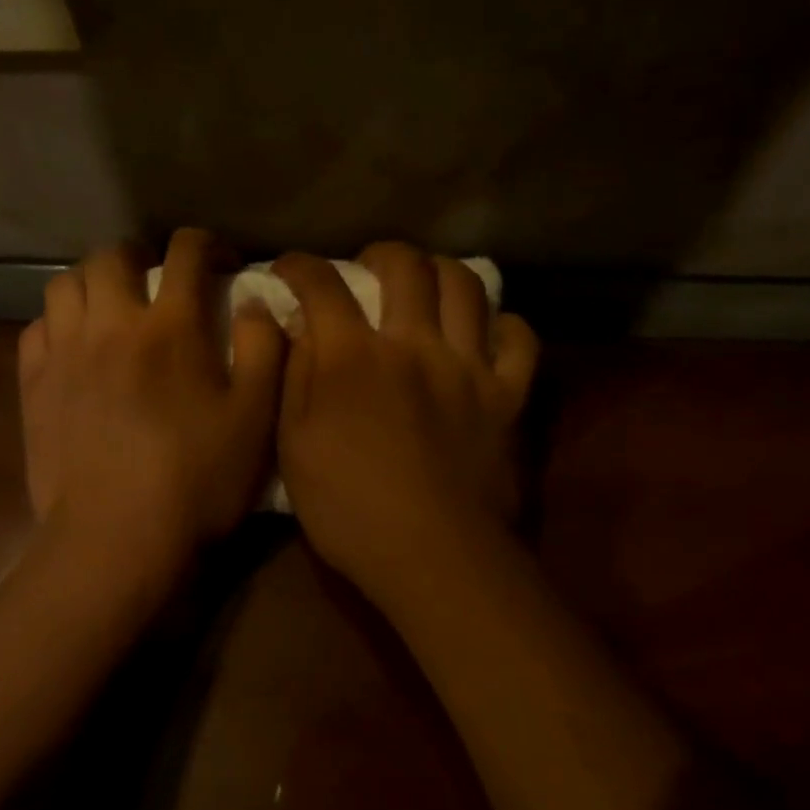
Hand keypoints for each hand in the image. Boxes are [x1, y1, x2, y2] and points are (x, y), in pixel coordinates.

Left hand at [19, 229, 284, 590]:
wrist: (117, 539)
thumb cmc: (197, 482)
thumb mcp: (256, 419)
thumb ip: (263, 350)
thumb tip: (255, 302)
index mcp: (170, 327)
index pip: (186, 253)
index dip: (207, 244)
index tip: (220, 261)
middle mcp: (110, 324)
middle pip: (112, 256)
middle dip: (139, 256)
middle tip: (156, 281)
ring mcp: (63, 354)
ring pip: (64, 285)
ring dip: (92, 283)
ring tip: (111, 307)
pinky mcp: (33, 386)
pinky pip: (36, 328)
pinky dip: (57, 323)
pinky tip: (74, 347)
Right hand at [274, 243, 538, 606]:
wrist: (433, 554)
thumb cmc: (349, 510)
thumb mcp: (294, 448)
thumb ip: (294, 378)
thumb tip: (297, 327)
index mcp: (353, 357)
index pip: (323, 285)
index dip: (301, 266)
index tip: (290, 267)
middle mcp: (414, 344)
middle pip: (406, 267)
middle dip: (381, 254)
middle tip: (368, 268)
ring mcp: (469, 366)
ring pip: (466, 286)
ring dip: (441, 272)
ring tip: (427, 286)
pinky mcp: (508, 396)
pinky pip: (519, 340)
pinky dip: (504, 326)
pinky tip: (487, 333)